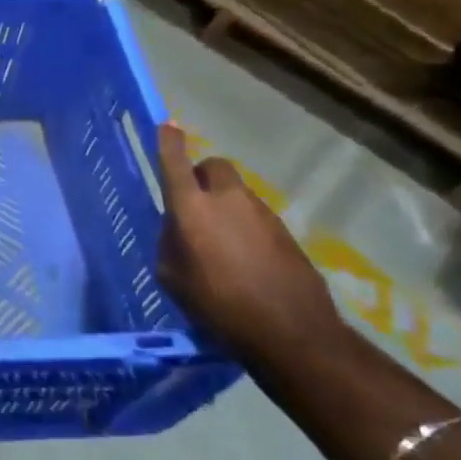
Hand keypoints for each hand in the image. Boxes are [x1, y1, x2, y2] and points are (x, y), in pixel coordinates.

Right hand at [154, 123, 343, 368]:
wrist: (292, 334)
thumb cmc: (218, 306)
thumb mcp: (173, 277)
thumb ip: (171, 242)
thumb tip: (178, 228)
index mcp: (192, 208)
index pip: (175, 162)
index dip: (168, 141)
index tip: (167, 125)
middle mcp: (227, 201)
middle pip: (213, 167)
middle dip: (201, 175)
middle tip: (194, 201)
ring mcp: (262, 214)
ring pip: (236, 193)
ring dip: (225, 205)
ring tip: (220, 242)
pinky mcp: (286, 233)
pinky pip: (256, 217)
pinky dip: (245, 227)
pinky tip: (245, 260)